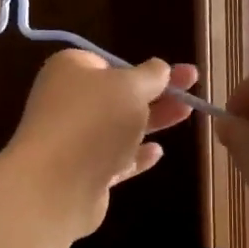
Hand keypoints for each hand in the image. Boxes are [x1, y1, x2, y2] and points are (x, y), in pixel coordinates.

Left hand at [2, 50, 201, 238]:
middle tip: (192, 85)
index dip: (136, 68)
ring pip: (119, 128)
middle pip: (118, 95)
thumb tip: (159, 67)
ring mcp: (74, 140)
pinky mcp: (83, 173)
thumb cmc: (94, 121)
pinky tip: (158, 152)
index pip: (105, 63)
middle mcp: (67, 103)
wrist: (56, 184)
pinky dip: (135, 155)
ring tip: (187, 113)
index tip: (165, 72)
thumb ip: (150, 75)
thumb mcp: (130, 87)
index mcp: (69, 71)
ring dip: (152, 121)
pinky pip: (114, 159)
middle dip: (155, 92)